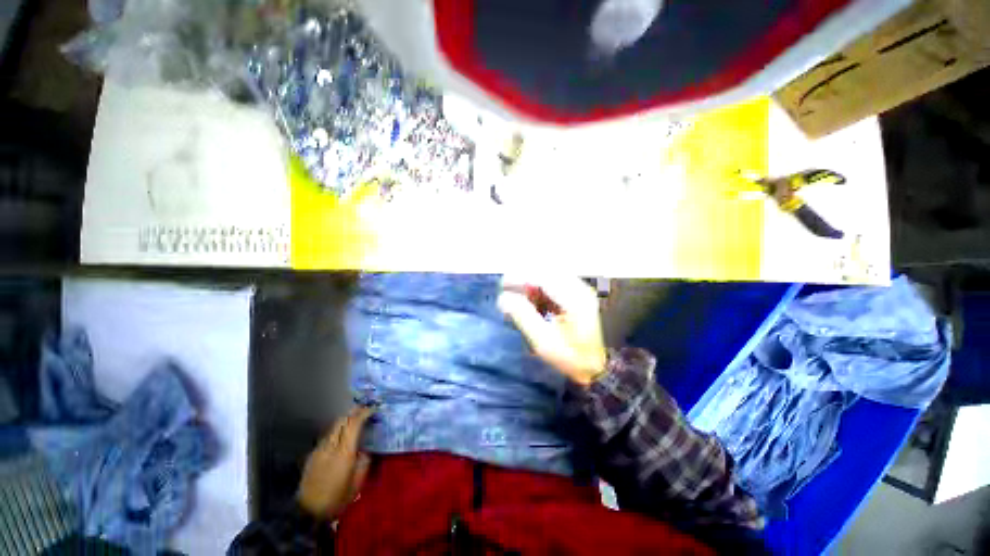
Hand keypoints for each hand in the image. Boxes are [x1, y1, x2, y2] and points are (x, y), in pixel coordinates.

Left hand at [296, 406, 374, 519]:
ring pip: (334, 427)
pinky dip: (337, 431)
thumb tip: (366, 450)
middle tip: (365, 410)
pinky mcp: (313, 454)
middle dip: (354, 412)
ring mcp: (319, 449)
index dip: (364, 413)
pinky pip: (328, 436)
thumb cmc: (336, 499)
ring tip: (355, 421)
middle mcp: (331, 446)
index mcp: (344, 452)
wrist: (307, 512)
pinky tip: (342, 437)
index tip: (373, 409)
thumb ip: (364, 462)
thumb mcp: (357, 484)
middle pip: (342, 420)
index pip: (354, 424)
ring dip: (345, 421)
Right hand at [498, 276, 607, 385]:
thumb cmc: (570, 357)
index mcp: (575, 300)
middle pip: (547, 272)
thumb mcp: (544, 342)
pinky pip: (554, 283)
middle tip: (506, 288)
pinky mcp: (578, 294)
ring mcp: (580, 290)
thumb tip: (503, 298)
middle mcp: (580, 289)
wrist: (596, 366)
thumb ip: (524, 317)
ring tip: (517, 296)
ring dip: (531, 283)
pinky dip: (540, 288)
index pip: (544, 278)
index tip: (502, 284)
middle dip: (524, 277)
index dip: (520, 277)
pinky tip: (531, 299)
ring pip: (550, 276)